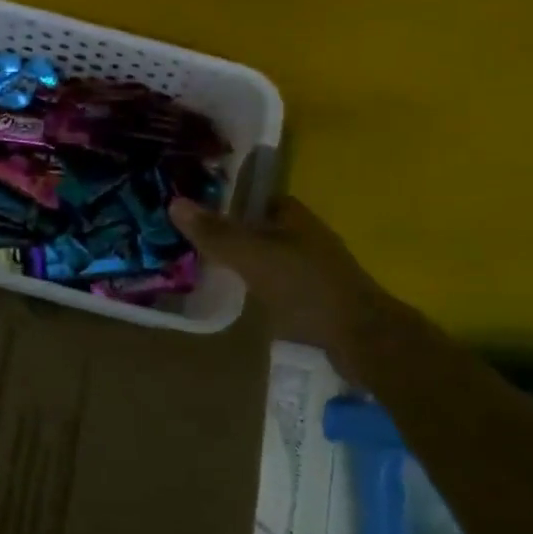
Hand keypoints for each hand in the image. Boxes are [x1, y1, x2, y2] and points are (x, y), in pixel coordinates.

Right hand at [170, 196, 390, 348]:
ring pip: (265, 256)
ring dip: (240, 260)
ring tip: (203, 266)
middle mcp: (303, 235)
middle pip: (257, 227)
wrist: (359, 337)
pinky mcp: (312, 298)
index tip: (192, 208)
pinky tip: (234, 295)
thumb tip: (174, 202)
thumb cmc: (305, 287)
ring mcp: (310, 267)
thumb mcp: (253, 256)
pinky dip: (253, 284)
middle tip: (188, 240)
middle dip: (228, 231)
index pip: (252, 196)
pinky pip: (273, 282)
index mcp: (293, 215)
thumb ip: (215, 232)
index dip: (224, 199)